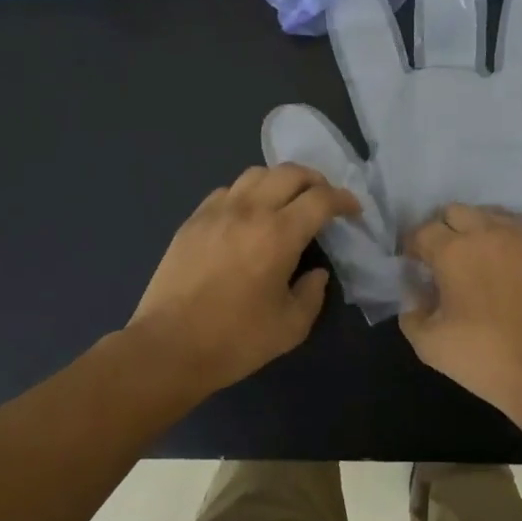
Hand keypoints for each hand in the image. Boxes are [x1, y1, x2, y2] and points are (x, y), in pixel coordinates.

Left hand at [128, 165, 360, 395]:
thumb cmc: (235, 340)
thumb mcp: (291, 327)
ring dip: (280, 181)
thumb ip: (312, 294)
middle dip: (316, 181)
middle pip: (290, 172)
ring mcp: (216, 212)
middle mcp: (249, 211)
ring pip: (256, 174)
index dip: (344, 200)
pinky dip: (247, 194)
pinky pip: (227, 191)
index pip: (321, 199)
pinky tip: (248, 216)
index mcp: (279, 234)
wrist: (168, 347)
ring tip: (287, 202)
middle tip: (324, 201)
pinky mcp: (192, 221)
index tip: (353, 210)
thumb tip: (315, 273)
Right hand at [400, 204, 521, 433]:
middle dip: (446, 231)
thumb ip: (412, 313)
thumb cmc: (488, 359)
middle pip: (458, 212)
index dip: (414, 246)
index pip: (423, 231)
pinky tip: (520, 271)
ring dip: (483, 232)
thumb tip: (417, 295)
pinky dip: (517, 246)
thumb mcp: (430, 346)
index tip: (415, 263)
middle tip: (449, 259)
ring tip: (486, 261)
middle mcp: (491, 231)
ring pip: (496, 216)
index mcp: (454, 251)